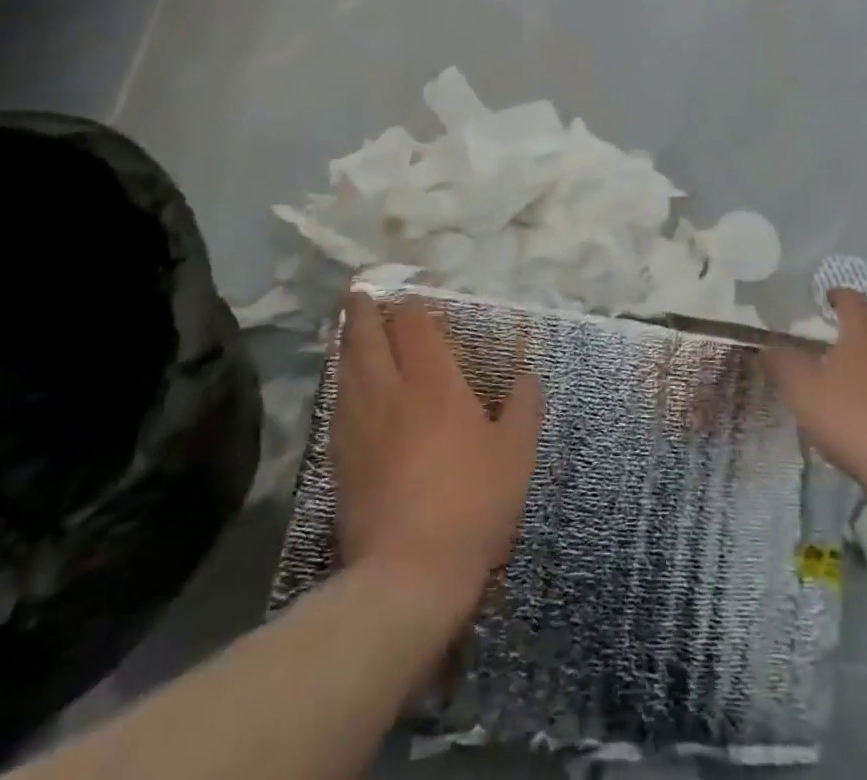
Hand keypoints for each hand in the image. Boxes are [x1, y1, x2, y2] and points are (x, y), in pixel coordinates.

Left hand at [332, 292, 544, 614]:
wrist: (407, 574)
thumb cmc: (472, 503)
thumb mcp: (516, 454)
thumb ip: (524, 407)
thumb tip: (527, 376)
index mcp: (433, 381)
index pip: (414, 325)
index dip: (411, 306)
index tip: (411, 297)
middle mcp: (390, 391)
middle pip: (368, 337)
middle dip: (363, 311)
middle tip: (358, 292)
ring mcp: (359, 425)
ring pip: (346, 368)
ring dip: (347, 343)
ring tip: (347, 329)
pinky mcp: (340, 460)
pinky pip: (338, 404)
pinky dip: (341, 383)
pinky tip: (345, 389)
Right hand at [765, 288, 866, 500]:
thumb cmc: (854, 416)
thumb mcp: (803, 390)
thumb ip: (781, 364)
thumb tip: (767, 349)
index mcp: (865, 325)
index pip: (850, 297)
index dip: (833, 297)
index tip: (820, 304)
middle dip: (857, 320)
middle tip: (834, 334)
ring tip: (849, 369)